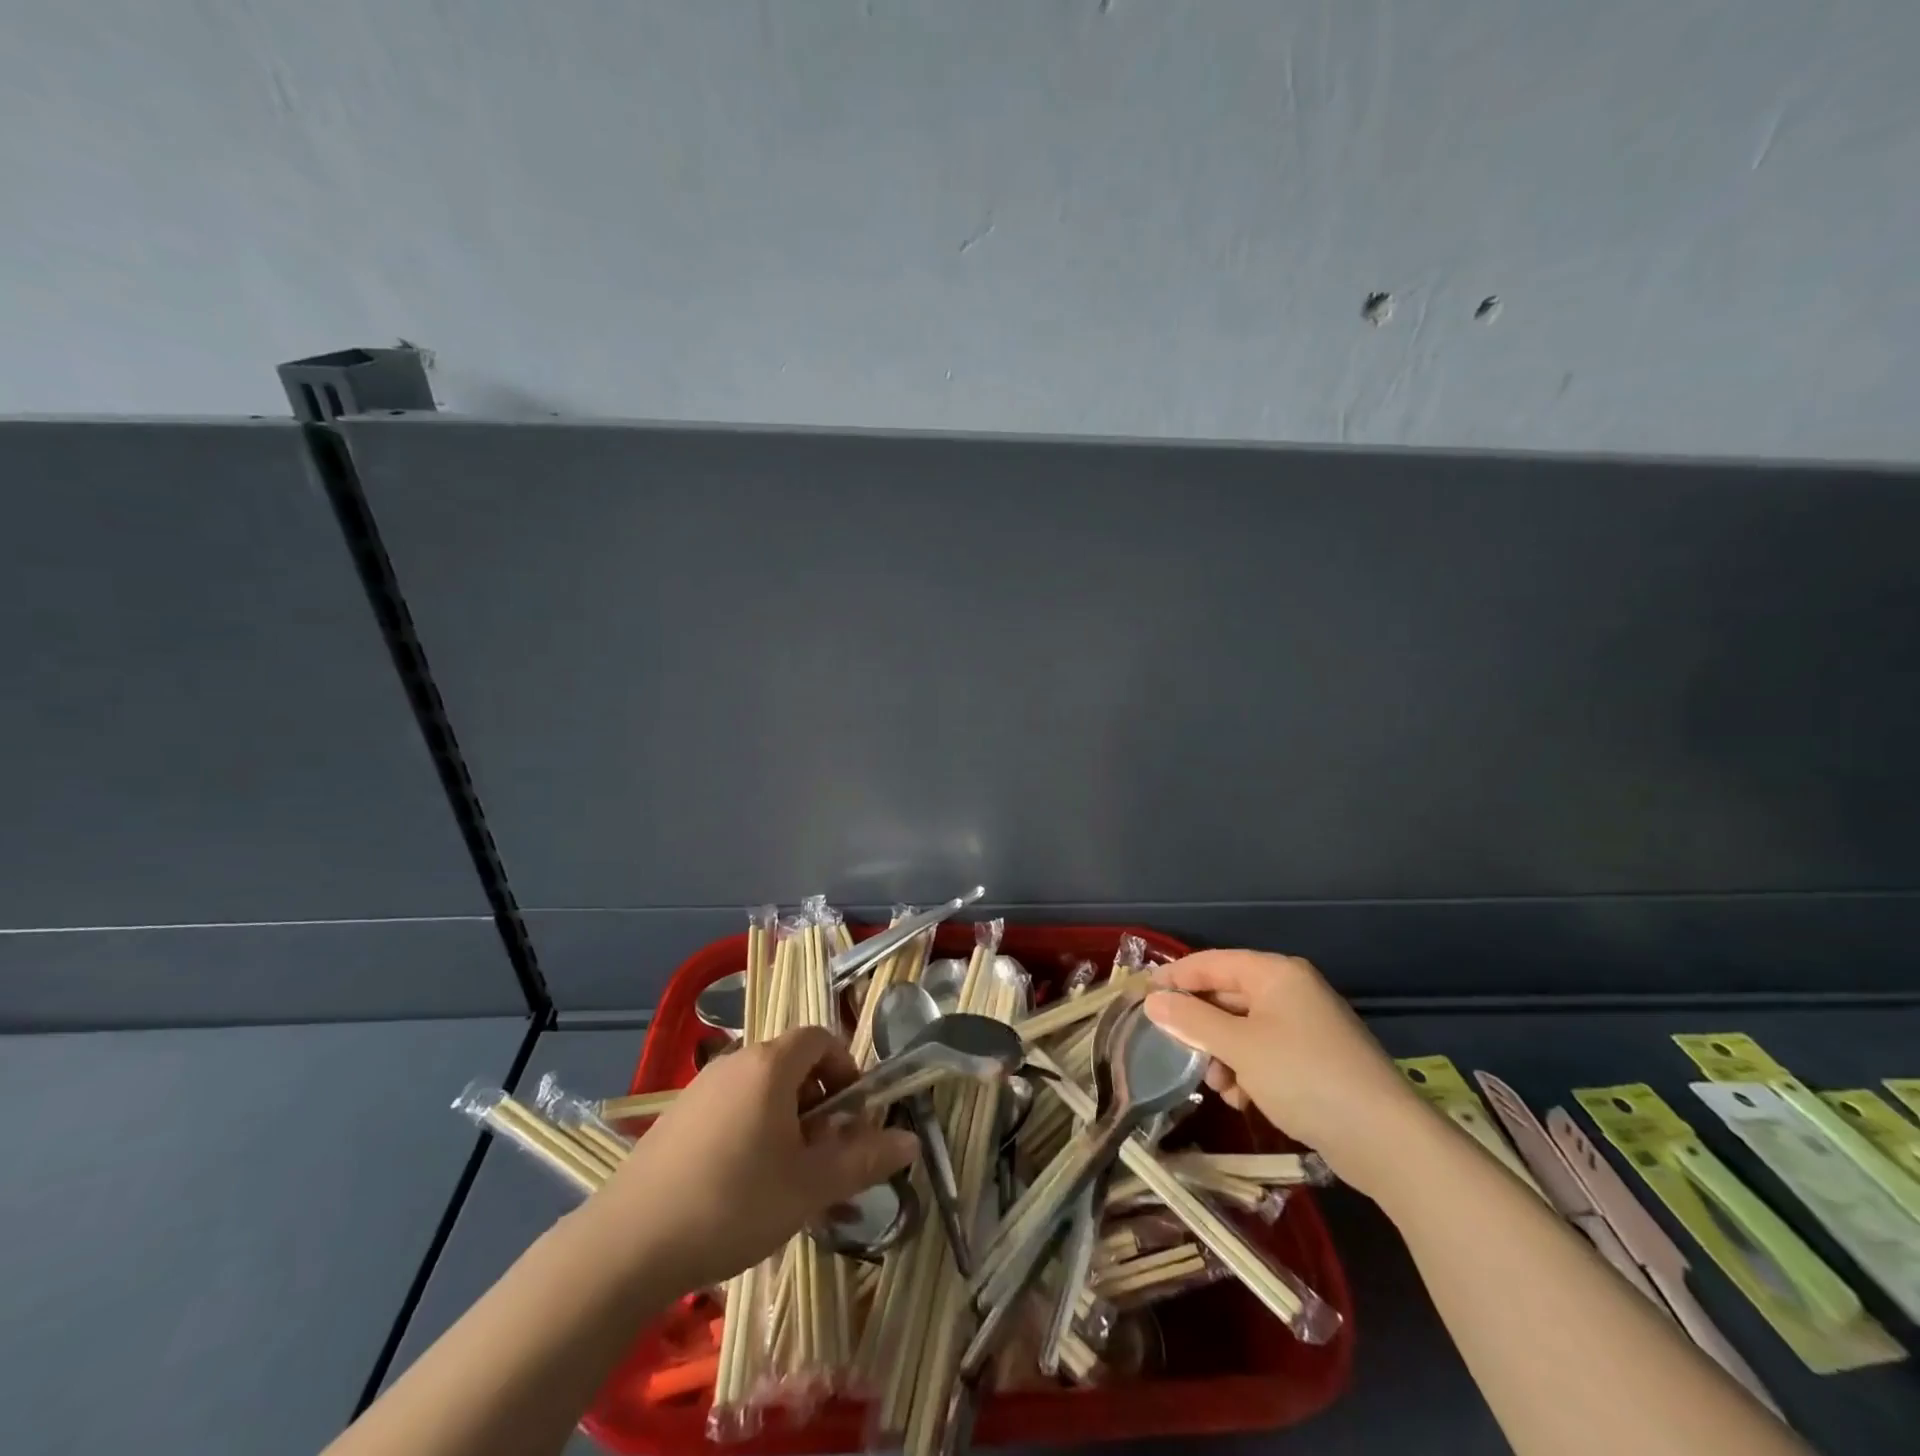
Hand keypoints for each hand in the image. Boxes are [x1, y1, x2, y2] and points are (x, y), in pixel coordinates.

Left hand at [586, 1027, 916, 1290]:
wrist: (626, 1246)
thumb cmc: (733, 1203)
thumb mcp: (810, 1186)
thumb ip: (864, 1159)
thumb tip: (911, 1141)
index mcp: (770, 1064)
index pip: (821, 1038)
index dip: (846, 1069)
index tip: (852, 1117)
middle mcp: (735, 1062)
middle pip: (792, 1064)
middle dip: (819, 1105)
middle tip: (824, 1157)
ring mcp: (700, 1090)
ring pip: (761, 1092)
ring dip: (787, 1124)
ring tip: (788, 1181)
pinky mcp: (675, 1120)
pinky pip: (730, 1111)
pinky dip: (752, 1134)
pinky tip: (744, 1190)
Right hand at [1144, 951, 1431, 1199]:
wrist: (1385, 1140)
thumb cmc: (1304, 1076)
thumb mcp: (1239, 1046)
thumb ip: (1191, 1020)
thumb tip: (1152, 1001)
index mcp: (1275, 974)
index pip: (1211, 963)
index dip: (1174, 976)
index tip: (1141, 996)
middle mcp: (1290, 992)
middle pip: (1227, 996)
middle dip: (1200, 1025)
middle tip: (1172, 1048)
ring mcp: (1305, 1027)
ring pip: (1243, 1029)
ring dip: (1221, 1054)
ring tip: (1216, 1083)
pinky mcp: (1314, 1061)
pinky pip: (1264, 1054)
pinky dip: (1247, 1071)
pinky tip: (1243, 1098)